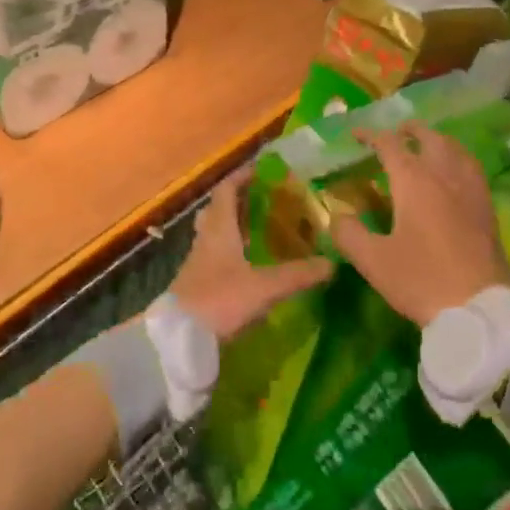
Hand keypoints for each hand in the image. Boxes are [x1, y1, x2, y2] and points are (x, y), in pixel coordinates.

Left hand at [172, 171, 333, 340]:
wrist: (178, 339)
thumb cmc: (219, 300)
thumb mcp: (263, 287)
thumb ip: (297, 275)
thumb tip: (332, 263)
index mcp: (219, 228)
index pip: (227, 190)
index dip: (243, 176)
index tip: (264, 170)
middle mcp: (207, 239)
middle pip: (220, 209)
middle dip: (241, 200)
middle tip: (268, 199)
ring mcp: (199, 262)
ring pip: (217, 233)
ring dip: (237, 226)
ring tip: (265, 228)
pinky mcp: (198, 283)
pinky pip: (217, 256)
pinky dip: (234, 252)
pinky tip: (252, 264)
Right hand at [330, 120, 509, 326]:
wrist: (479, 309)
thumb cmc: (421, 281)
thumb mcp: (373, 261)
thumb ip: (348, 234)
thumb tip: (336, 216)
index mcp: (414, 182)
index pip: (390, 144)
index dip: (371, 135)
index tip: (355, 134)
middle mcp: (445, 176)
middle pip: (430, 138)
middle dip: (410, 130)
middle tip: (396, 132)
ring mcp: (471, 191)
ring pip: (456, 149)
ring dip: (437, 140)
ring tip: (427, 145)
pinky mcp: (487, 209)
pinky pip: (471, 169)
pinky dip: (457, 159)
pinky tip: (454, 175)